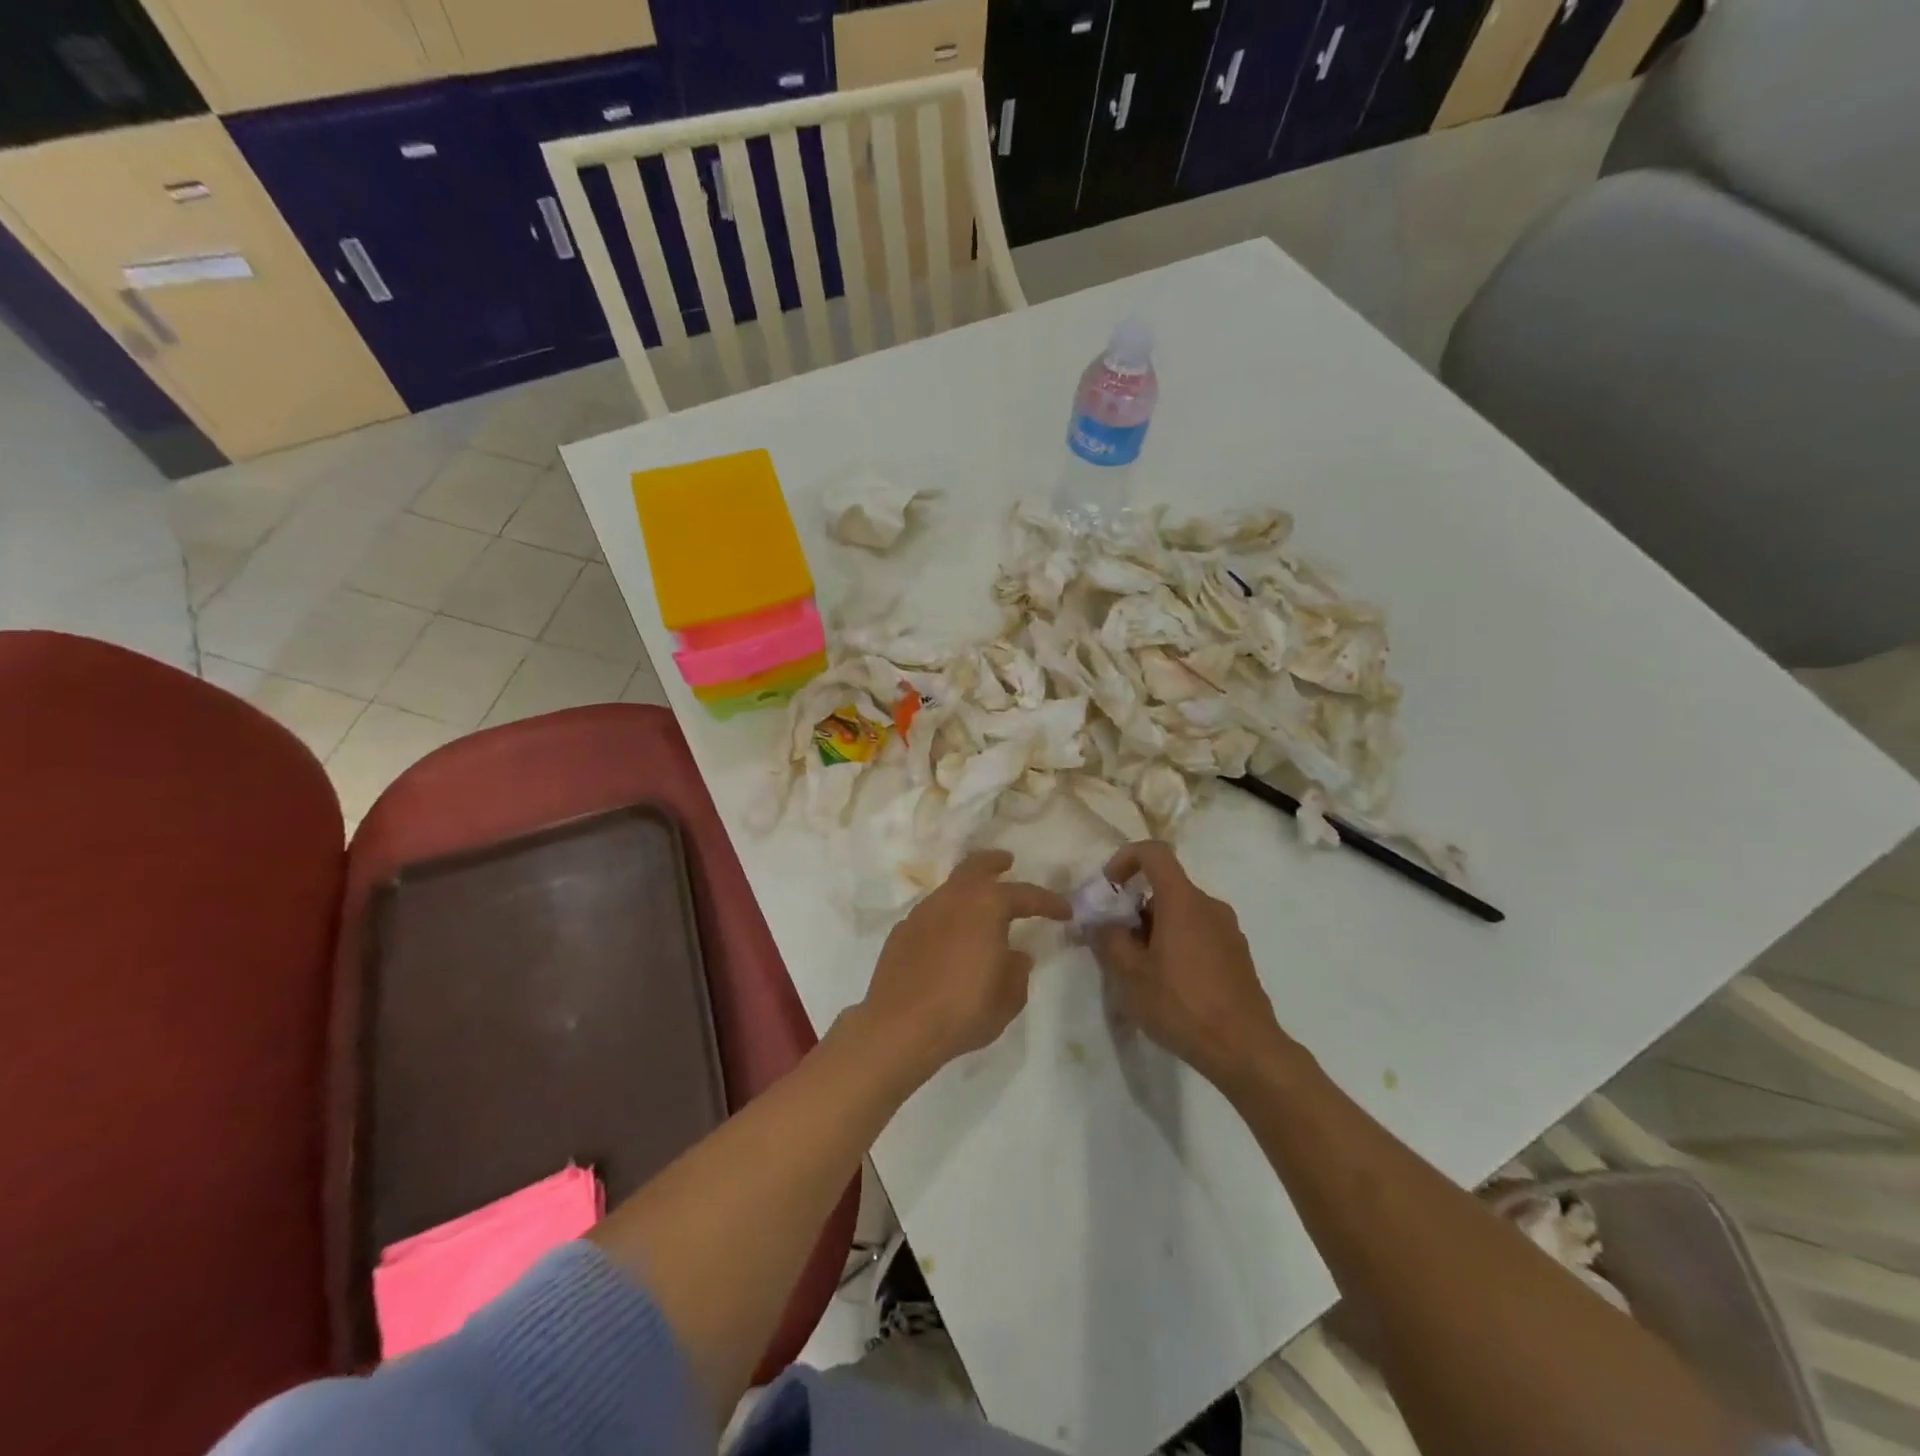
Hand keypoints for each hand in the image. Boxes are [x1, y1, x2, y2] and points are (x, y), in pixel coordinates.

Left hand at [858, 850, 1070, 1081]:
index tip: (1065, 911)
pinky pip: (931, 913)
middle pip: (976, 867)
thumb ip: (1017, 971)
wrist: (899, 1027)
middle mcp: (952, 899)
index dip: (1048, 902)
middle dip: (994, 862)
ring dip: (968, 891)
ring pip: (950, 888)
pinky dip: (947, 916)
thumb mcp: (1007, 999)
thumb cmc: (963, 1010)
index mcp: (986, 906)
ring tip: (981, 907)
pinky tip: (950, 937)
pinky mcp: (901, 932)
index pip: (1025, 894)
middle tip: (1008, 861)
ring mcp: (922, 912)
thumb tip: (1017, 954)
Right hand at [1089, 841, 1286, 1086]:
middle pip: (1166, 888)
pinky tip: (1170, 985)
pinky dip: (1178, 944)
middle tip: (1117, 944)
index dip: (1125, 859)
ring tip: (1141, 971)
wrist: (1245, 1049)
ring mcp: (1229, 931)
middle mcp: (1209, 906)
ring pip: (1182, 913)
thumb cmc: (1181, 1005)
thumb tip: (1100, 921)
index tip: (1109, 888)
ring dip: (1156, 929)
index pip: (1154, 853)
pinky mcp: (1238, 955)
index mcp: (1183, 901)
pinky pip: (1200, 934)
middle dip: (1135, 908)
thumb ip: (1108, 940)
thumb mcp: (1129, 975)